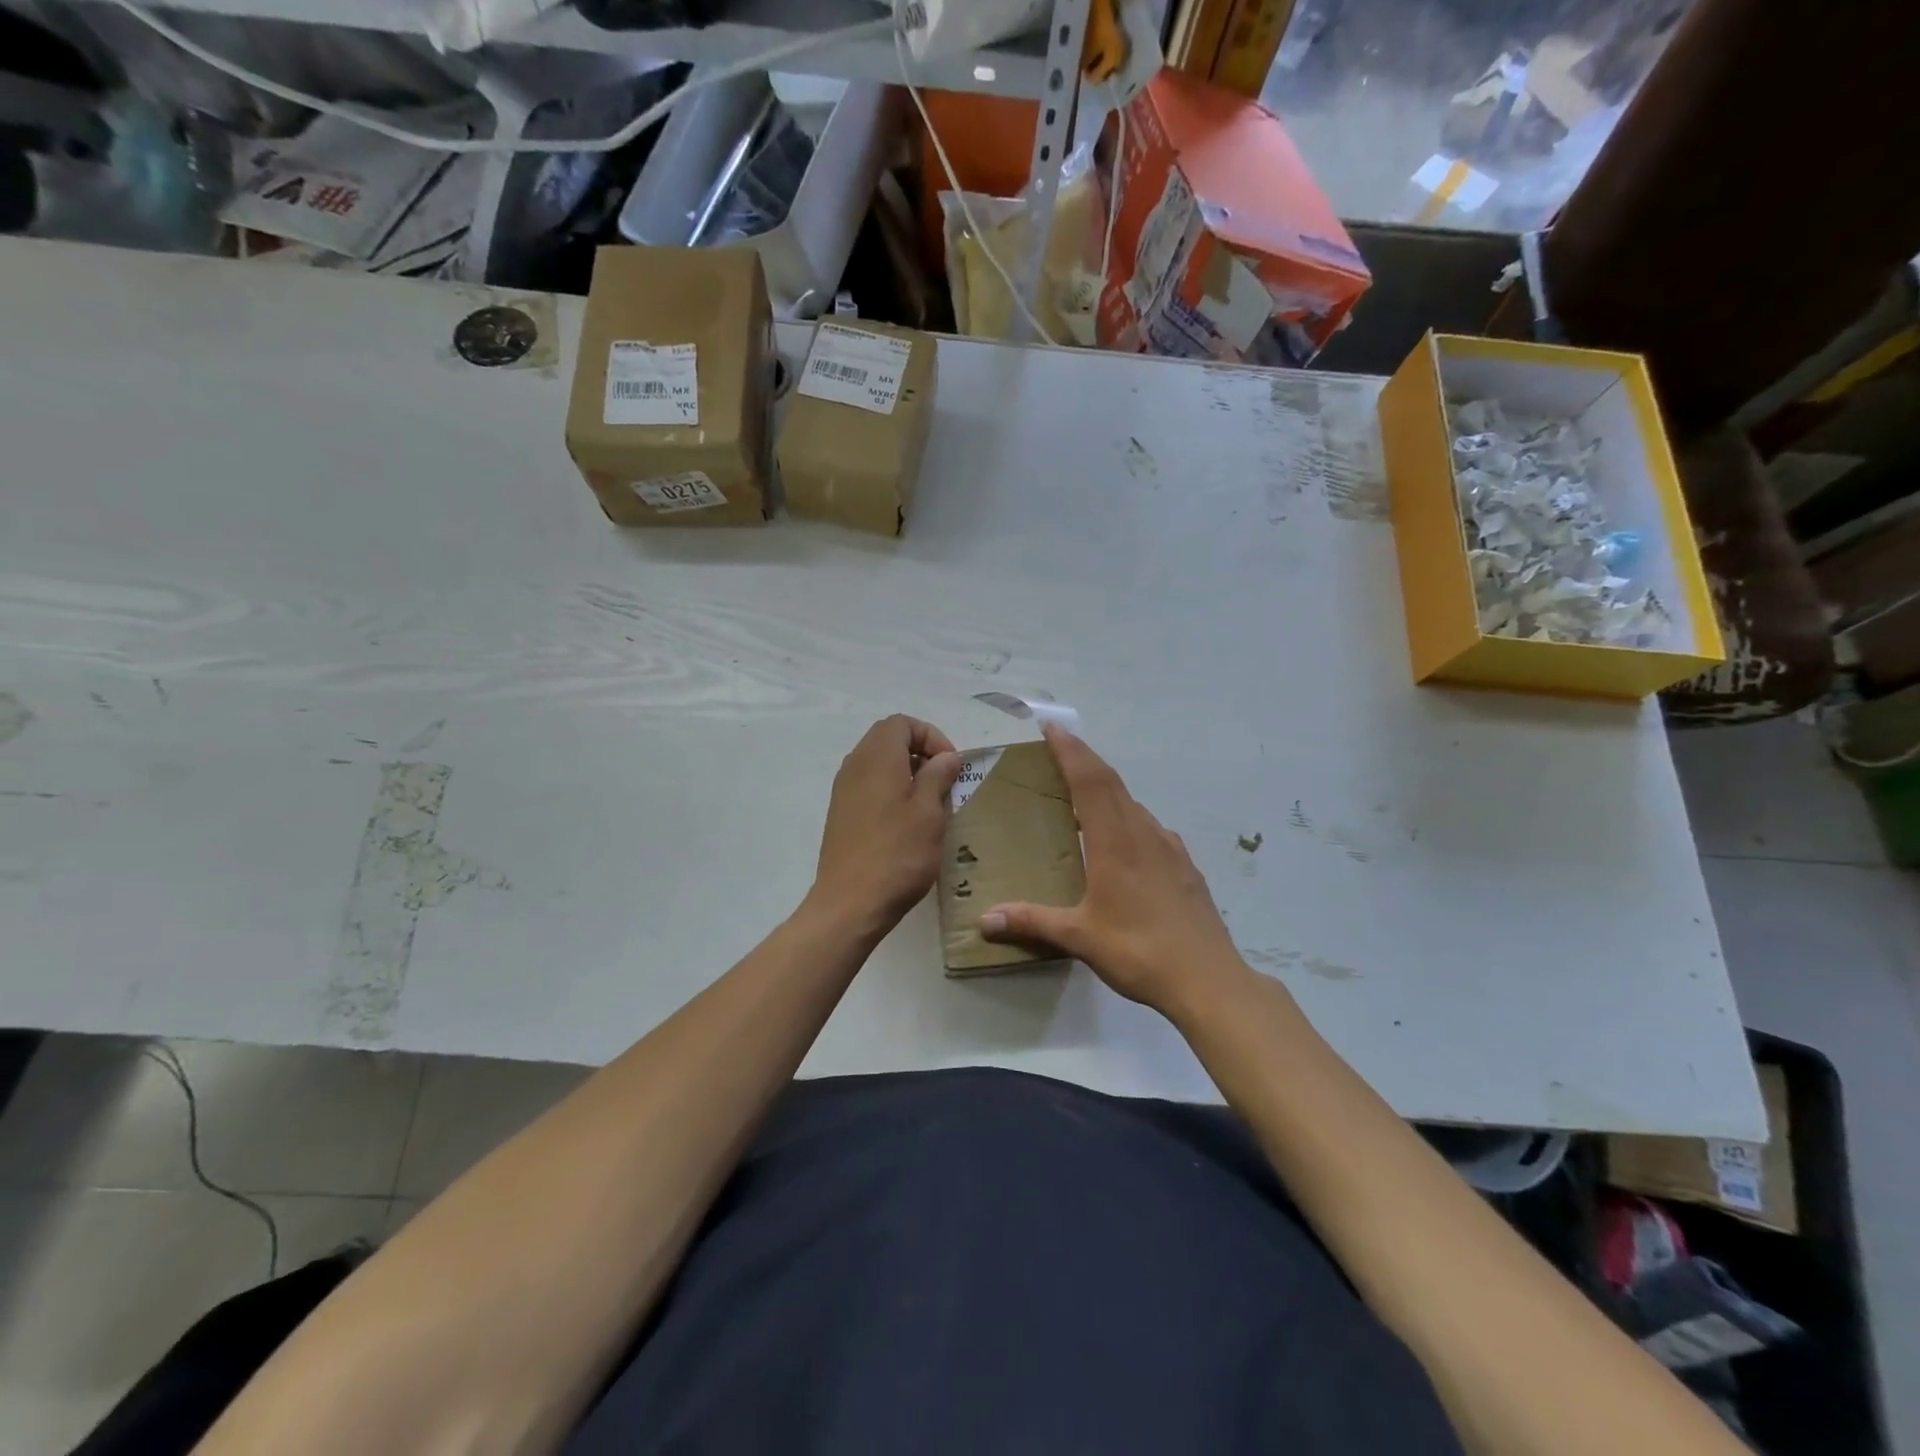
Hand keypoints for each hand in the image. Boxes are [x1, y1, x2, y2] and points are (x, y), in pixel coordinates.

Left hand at [806, 715, 962, 938]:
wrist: (850, 903)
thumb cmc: (897, 854)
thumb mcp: (929, 812)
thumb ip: (938, 776)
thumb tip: (945, 757)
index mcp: (877, 757)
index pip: (902, 723)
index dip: (931, 736)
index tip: (950, 765)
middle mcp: (854, 765)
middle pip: (888, 739)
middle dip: (920, 753)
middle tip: (944, 782)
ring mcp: (843, 790)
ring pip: (878, 764)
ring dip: (906, 773)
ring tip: (930, 804)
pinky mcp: (841, 814)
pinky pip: (868, 786)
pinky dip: (891, 791)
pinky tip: (907, 823)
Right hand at [979, 725, 1251, 1018]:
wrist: (1209, 979)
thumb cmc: (1139, 951)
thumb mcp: (1080, 937)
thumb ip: (1032, 922)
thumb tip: (984, 920)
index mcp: (1115, 842)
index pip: (1090, 781)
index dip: (1071, 751)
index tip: (1053, 728)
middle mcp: (1144, 834)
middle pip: (1112, 784)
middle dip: (1085, 760)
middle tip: (1060, 747)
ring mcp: (1170, 849)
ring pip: (1134, 805)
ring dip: (1107, 790)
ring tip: (1085, 797)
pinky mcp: (1185, 867)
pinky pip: (1151, 828)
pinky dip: (1130, 819)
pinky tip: (1126, 841)